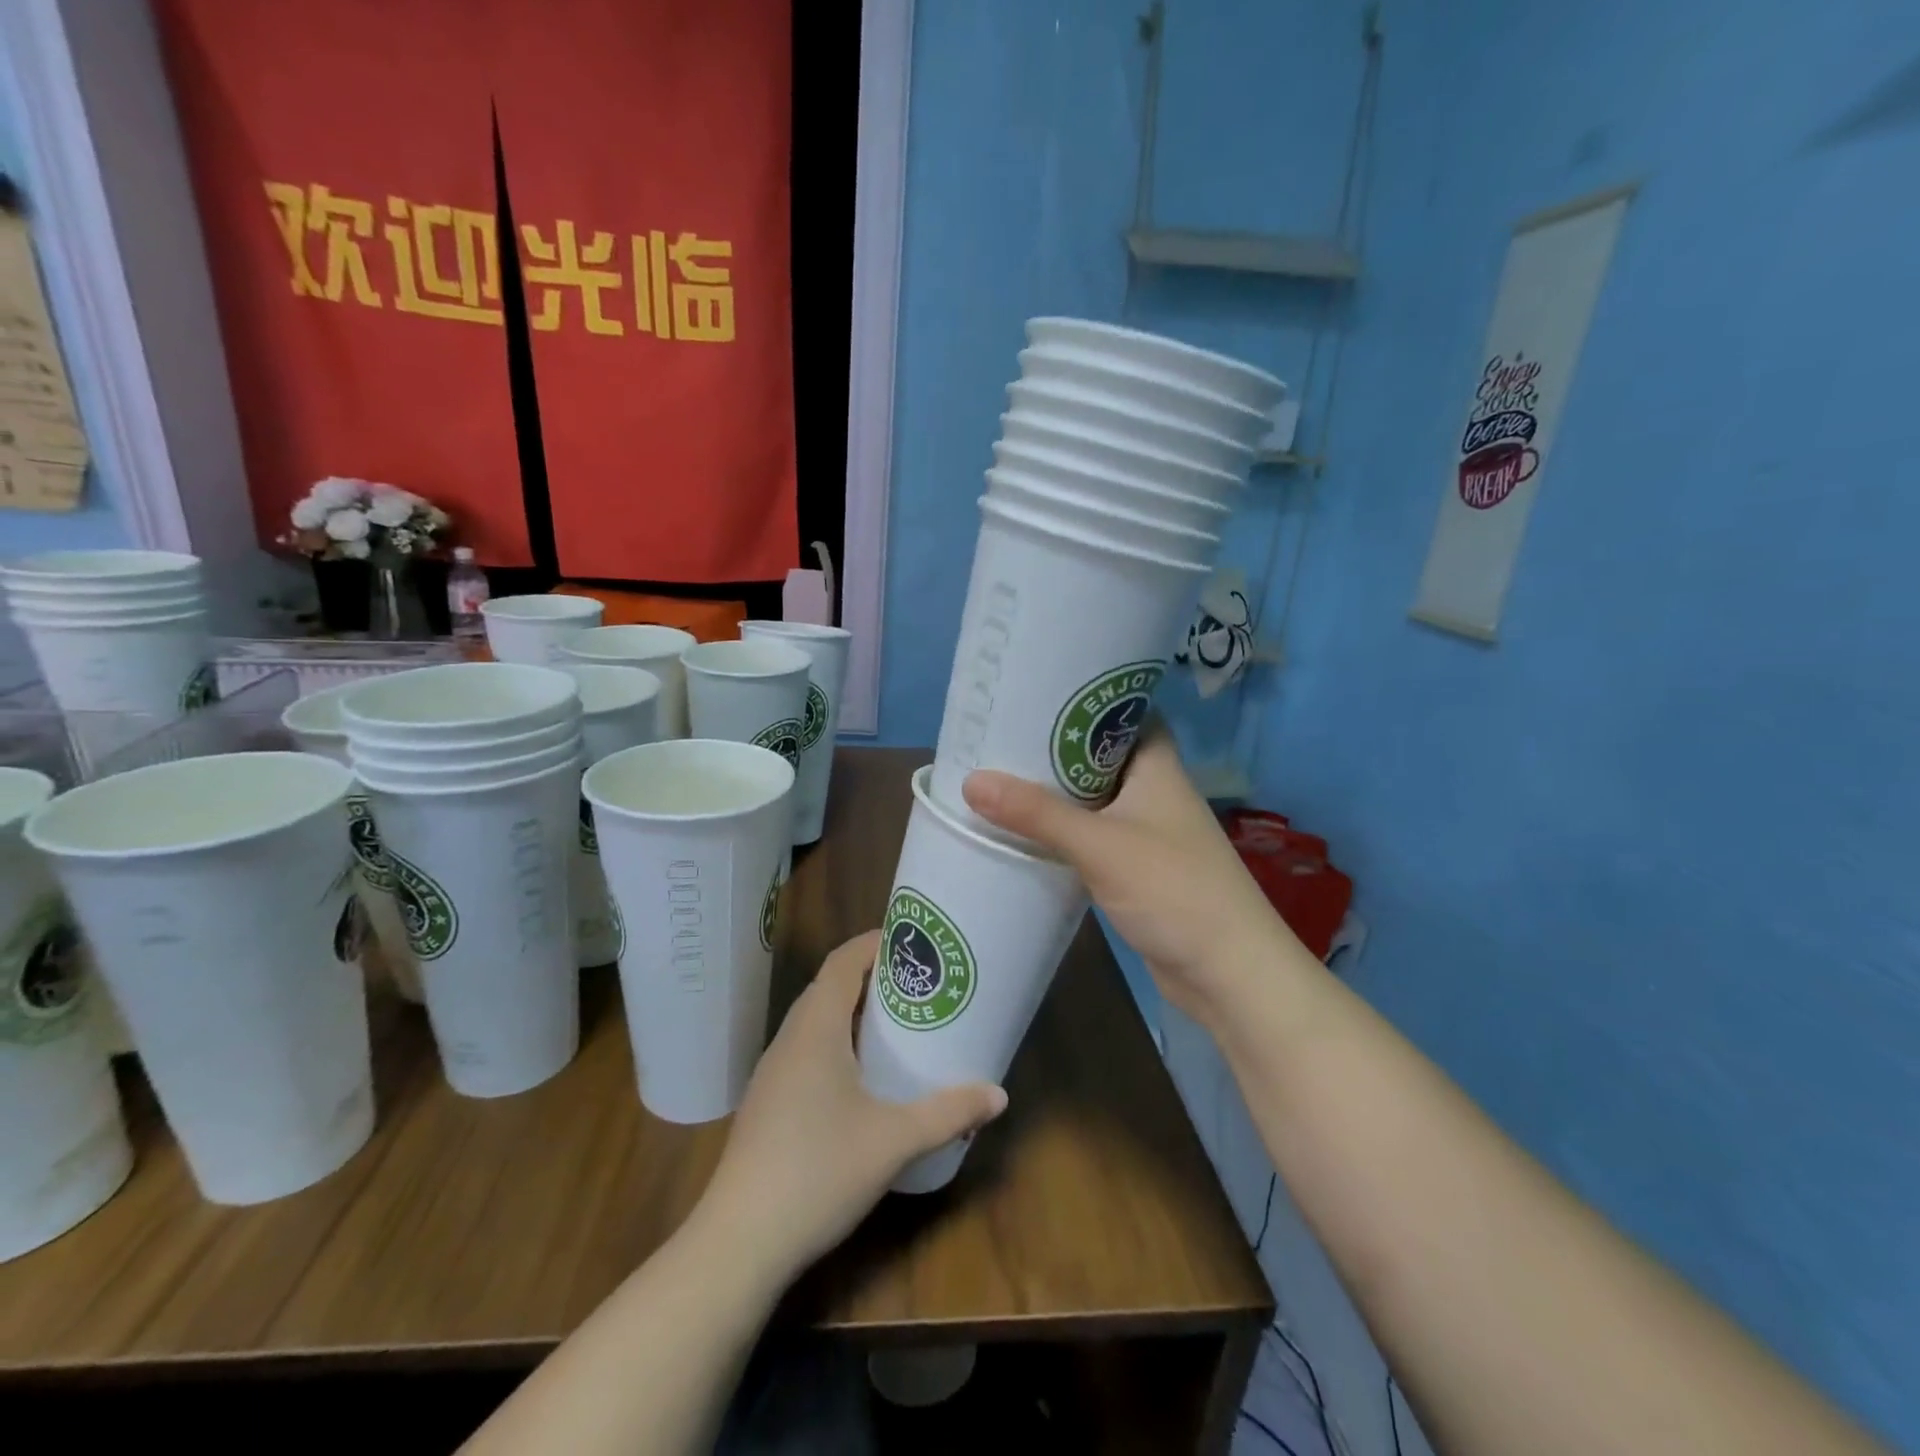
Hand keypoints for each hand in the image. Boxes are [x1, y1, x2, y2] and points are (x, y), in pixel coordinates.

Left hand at [694, 931, 1007, 1286]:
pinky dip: (837, 1041)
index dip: (874, 942)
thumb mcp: (893, 1140)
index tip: (912, 939)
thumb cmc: (818, 1172)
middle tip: (916, 981)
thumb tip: (999, 1095)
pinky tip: (861, 1075)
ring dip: (852, 1010)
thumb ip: (948, 1113)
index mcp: (815, 1029)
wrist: (739, 1242)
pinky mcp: (768, 1102)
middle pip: (829, 986)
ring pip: (815, 1020)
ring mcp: (773, 1072)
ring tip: (896, 1021)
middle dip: (871, 975)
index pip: (842, 962)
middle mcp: (790, 1039)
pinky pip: (806, 1049)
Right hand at [963, 727, 1313, 1029]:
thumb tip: (970, 779)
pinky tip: (1027, 833)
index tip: (1037, 692)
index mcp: (1157, 767)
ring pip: (1094, 800)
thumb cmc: (1173, 889)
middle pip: (1101, 757)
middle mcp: (1154, 792)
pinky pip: (1093, 838)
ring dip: (1057, 794)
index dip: (1087, 699)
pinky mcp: (1137, 870)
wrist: (1228, 972)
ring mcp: (1147, 833)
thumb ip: (1036, 813)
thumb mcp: (1099, 844)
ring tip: (1001, 777)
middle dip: (1057, 749)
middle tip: (1001, 735)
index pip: (1126, 712)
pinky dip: (1064, 833)